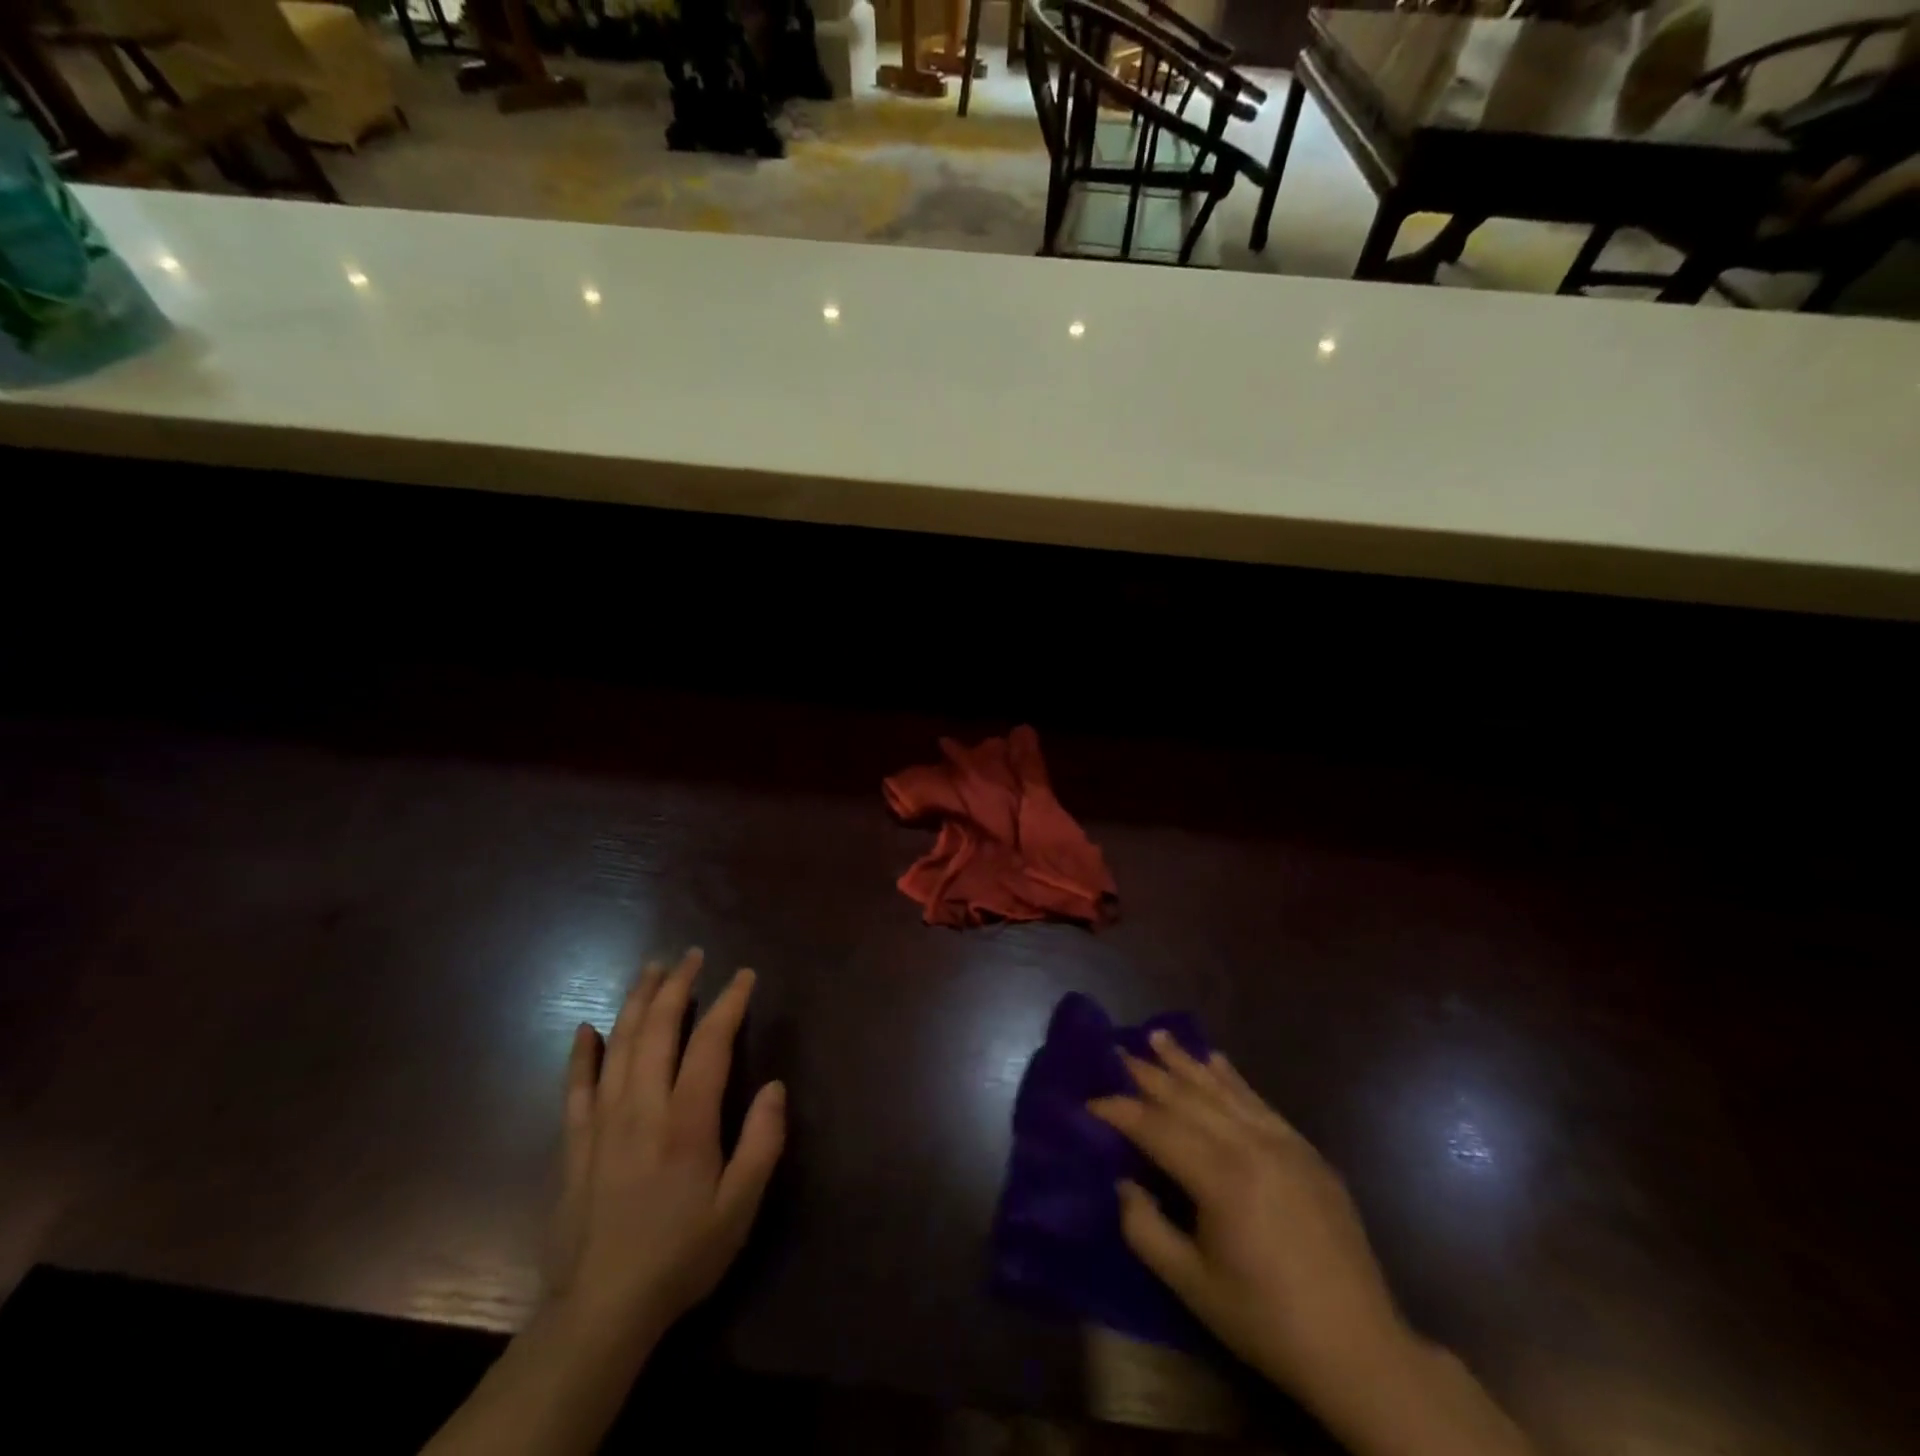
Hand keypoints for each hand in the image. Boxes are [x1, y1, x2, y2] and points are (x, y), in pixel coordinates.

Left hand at [425, 950, 785, 1455]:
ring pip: (618, 1045)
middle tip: (691, 956)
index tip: (743, 974)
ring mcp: (602, 1122)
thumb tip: (776, 1086)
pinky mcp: (574, 1144)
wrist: (600, 1311)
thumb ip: (762, 1143)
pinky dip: (581, 1054)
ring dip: (635, 1002)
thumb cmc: (680, 1255)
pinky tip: (586, 1029)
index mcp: (686, 1121)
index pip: (710, 1043)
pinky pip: (575, 1087)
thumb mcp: (739, 1207)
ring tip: (650, 970)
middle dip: (677, 986)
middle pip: (658, 1029)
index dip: (729, 1003)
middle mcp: (642, 1107)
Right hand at [1089, 1032, 1403, 1405]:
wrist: (1360, 1349)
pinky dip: (1232, 1078)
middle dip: (1148, 1073)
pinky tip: (1216, 1060)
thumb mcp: (1192, 1286)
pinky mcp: (1307, 1152)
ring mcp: (1284, 1143)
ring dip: (1186, 1061)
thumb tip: (1122, 1183)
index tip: (1090, 1101)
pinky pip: (1259, 1101)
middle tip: (1116, 1049)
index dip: (1120, 1111)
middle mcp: (1251, 1146)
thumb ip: (1145, 1229)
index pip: (1156, 1128)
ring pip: (1223, 1089)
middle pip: (1188, 1097)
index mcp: (1220, 1178)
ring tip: (1157, 1035)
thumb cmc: (1266, 1321)